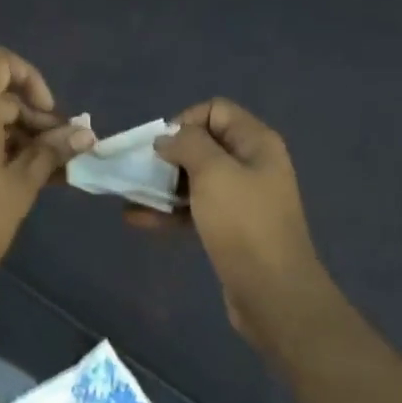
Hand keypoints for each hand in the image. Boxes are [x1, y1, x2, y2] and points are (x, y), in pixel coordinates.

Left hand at [0, 46, 95, 302]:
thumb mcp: (21, 186)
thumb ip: (51, 153)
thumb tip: (84, 134)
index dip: (31, 78)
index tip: (51, 115)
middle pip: (1, 99)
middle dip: (38, 120)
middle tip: (69, 153)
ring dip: (25, 141)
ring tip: (58, 172)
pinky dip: (5, 153)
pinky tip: (33, 180)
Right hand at [154, 99, 343, 353]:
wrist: (272, 292)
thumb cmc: (243, 224)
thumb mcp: (214, 173)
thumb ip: (188, 145)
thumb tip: (167, 138)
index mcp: (255, 143)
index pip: (215, 110)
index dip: (185, 121)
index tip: (162, 147)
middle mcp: (251, 164)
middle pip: (203, 145)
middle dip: (168, 155)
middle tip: (141, 172)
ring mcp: (241, 198)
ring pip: (195, 179)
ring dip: (162, 185)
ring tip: (129, 195)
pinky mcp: (229, 228)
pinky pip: (194, 209)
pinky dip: (168, 211)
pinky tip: (137, 219)